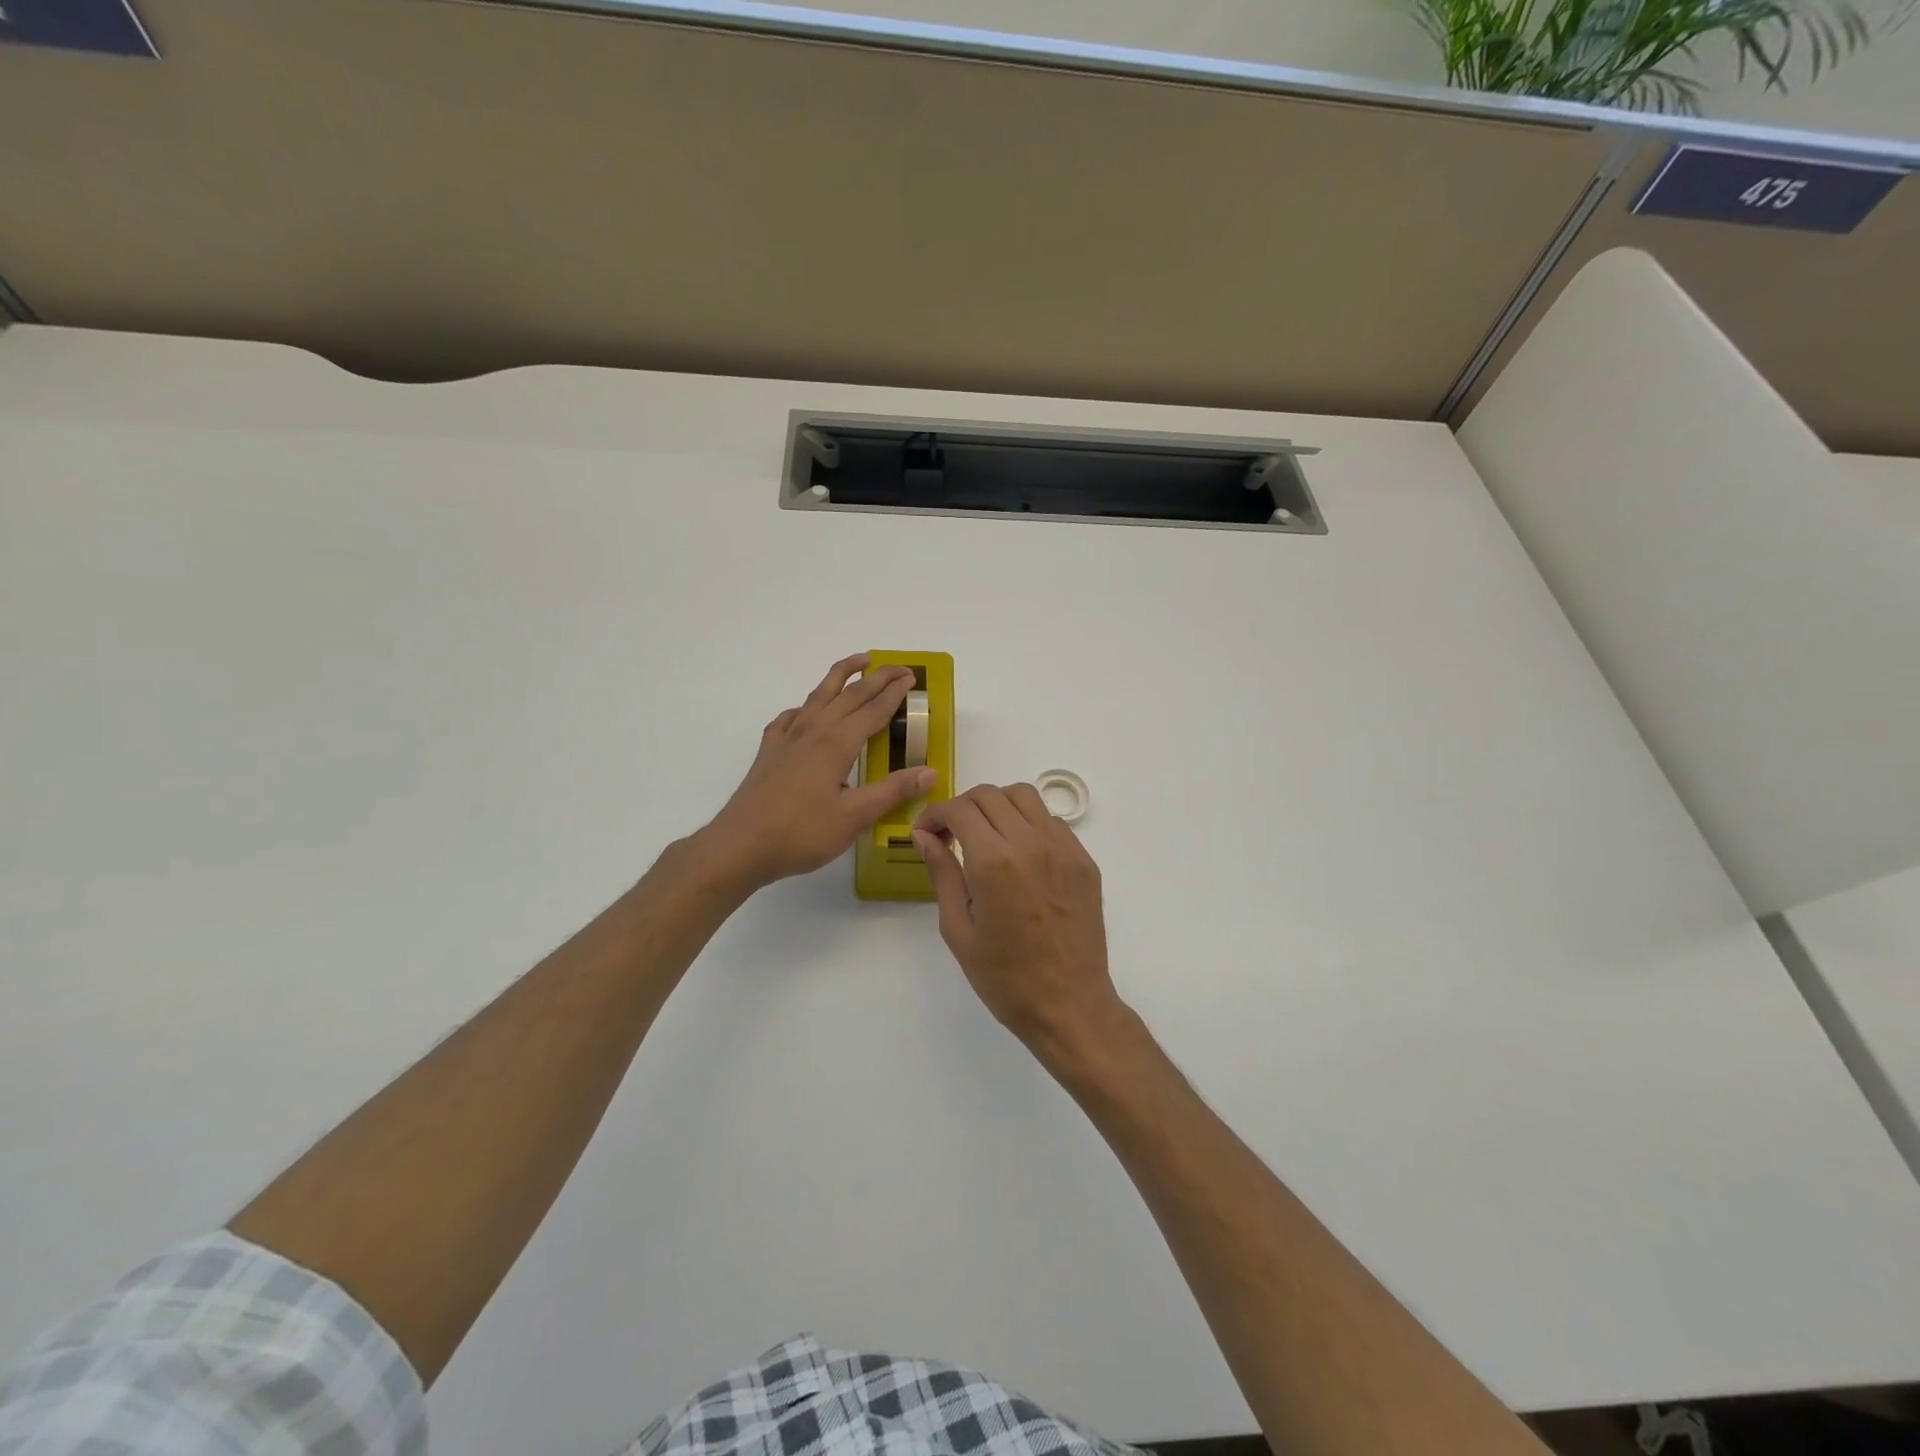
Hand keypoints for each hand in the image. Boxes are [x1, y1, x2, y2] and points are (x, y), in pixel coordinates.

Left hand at [701, 654, 935, 892]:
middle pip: (849, 694)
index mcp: (836, 743)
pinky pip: (790, 717)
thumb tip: (930, 771)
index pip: (873, 710)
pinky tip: (805, 713)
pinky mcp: (769, 751)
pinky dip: (804, 707)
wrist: (740, 845)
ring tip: (859, 662)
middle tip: (899, 668)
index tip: (912, 678)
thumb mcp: (854, 817)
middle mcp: (813, 731)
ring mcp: (787, 738)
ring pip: (818, 695)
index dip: (894, 693)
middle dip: (876, 678)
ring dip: (841, 675)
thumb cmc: (801, 833)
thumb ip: (892, 791)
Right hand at [913, 784, 1126, 1066]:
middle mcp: (1031, 843)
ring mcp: (1063, 848)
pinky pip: (1051, 821)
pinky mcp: (1084, 859)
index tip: (925, 832)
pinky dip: (1027, 822)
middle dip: (962, 806)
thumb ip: (942, 873)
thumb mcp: (958, 929)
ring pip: (1024, 796)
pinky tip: (1018, 853)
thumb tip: (924, 836)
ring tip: (985, 836)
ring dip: (997, 805)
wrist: (1070, 1006)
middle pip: (990, 794)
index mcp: (994, 862)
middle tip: (950, 834)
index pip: (959, 810)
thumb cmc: (1005, 978)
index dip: (935, 814)